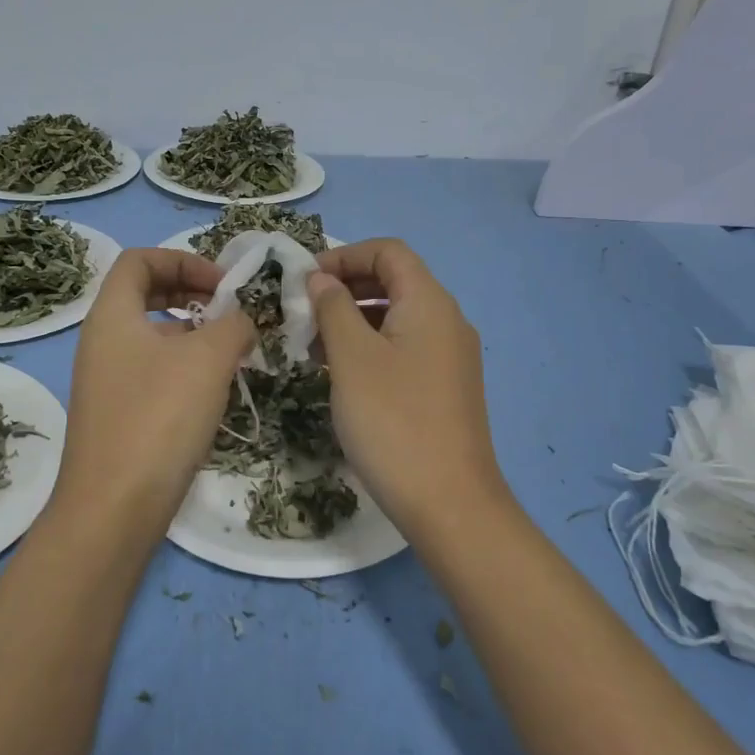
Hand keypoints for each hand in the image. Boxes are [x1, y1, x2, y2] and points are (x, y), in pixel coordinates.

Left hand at [57, 248, 253, 533]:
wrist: (114, 510)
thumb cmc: (159, 417)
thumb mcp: (208, 359)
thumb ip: (233, 325)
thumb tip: (241, 322)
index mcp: (111, 315)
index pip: (139, 260)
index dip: (183, 259)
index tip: (222, 285)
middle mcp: (102, 341)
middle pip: (145, 294)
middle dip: (192, 293)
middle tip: (230, 312)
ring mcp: (107, 380)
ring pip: (153, 335)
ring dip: (194, 334)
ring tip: (232, 354)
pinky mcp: (118, 414)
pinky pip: (153, 371)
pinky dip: (185, 367)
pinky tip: (214, 392)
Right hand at [307, 239, 509, 537]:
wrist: (449, 503)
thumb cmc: (393, 420)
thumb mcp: (352, 358)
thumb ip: (334, 308)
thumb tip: (322, 279)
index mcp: (429, 302)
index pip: (388, 251)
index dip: (344, 255)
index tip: (305, 280)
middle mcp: (447, 320)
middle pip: (394, 281)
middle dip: (346, 288)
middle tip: (304, 313)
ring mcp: (451, 356)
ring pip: (397, 317)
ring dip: (355, 320)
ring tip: (314, 347)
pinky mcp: (446, 387)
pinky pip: (405, 348)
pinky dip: (372, 347)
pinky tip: (342, 374)